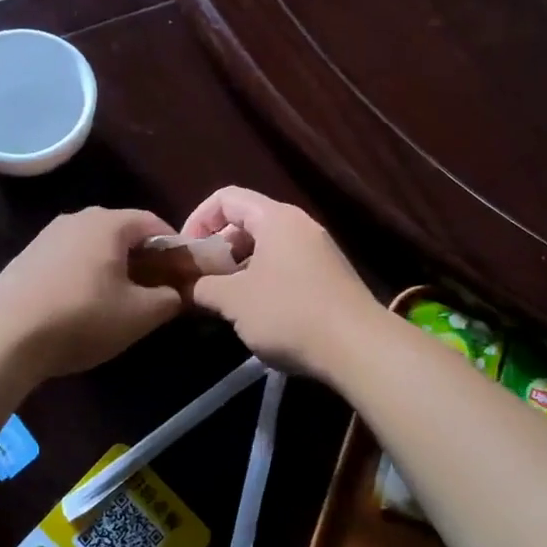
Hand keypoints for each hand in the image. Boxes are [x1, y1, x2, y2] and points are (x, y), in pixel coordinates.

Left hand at [0, 207, 187, 380]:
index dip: (174, 247)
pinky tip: (82, 304)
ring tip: (119, 299)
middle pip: (123, 232)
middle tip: (154, 289)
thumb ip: (169, 299)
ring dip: (113, 266)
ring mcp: (48, 235)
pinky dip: (85, 273)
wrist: (4, 335)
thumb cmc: (81, 318)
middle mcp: (78, 218)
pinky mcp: (27, 256)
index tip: (182, 274)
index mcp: (109, 223)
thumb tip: (177, 292)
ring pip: (94, 245)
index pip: (154, 222)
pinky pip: (69, 257)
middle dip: (143, 257)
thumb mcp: (139, 315)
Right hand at [180, 187, 385, 377]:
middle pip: (246, 222)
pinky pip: (285, 267)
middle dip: (217, 249)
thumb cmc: (289, 313)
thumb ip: (204, 288)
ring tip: (224, 302)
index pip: (226, 198)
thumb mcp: (234, 301)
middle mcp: (299, 225)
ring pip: (266, 248)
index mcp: (275, 218)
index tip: (186, 254)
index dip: (197, 220)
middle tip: (202, 281)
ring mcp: (318, 251)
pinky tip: (256, 314)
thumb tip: (188, 287)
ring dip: (238, 269)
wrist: (359, 348)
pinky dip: (262, 281)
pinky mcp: (328, 277)